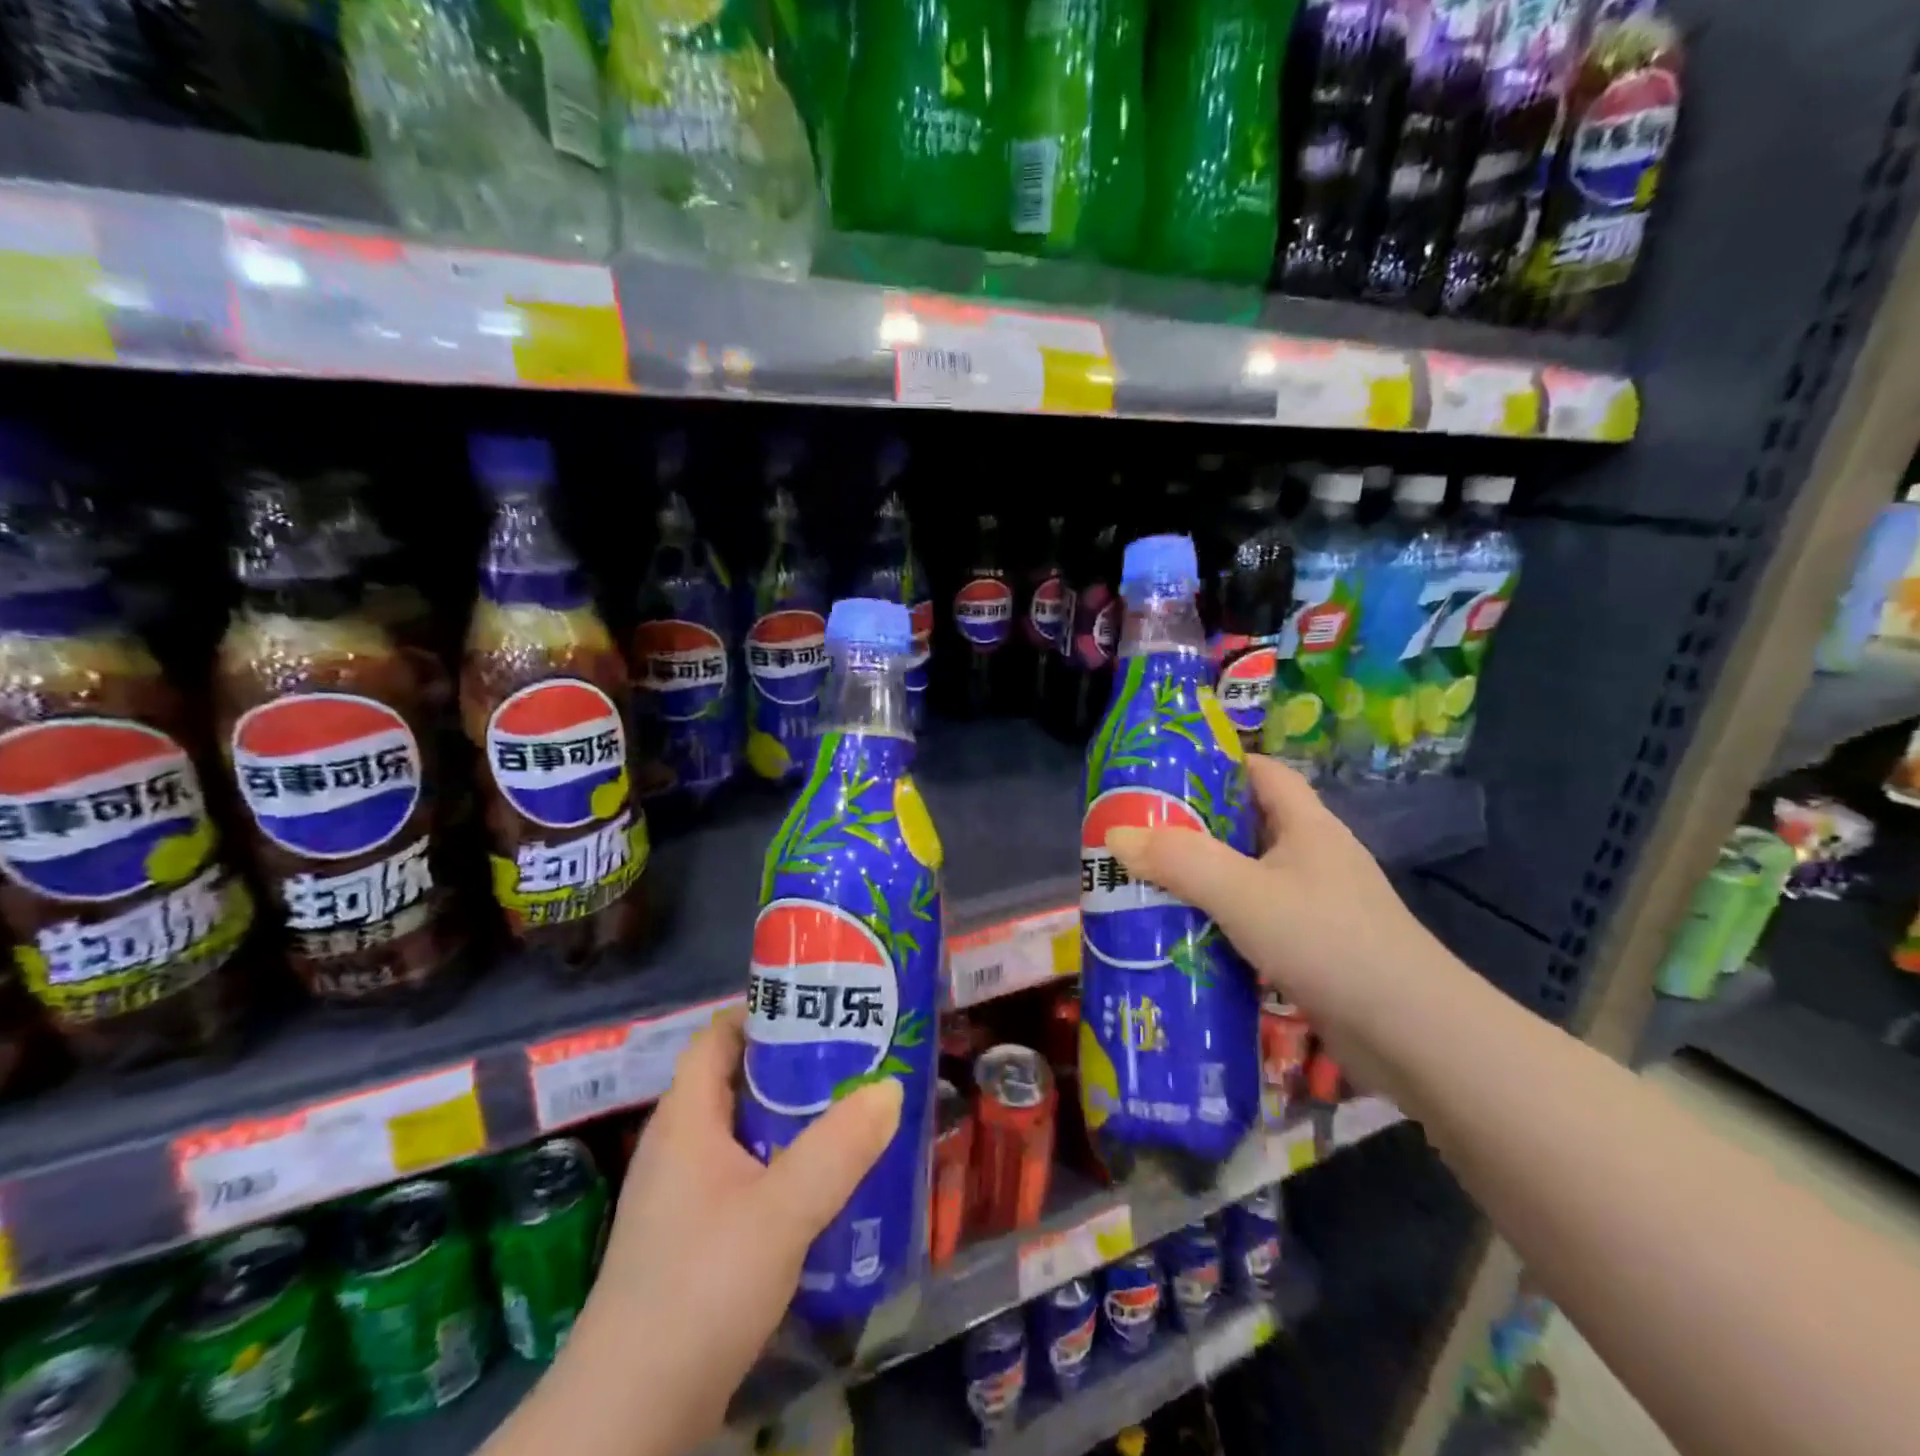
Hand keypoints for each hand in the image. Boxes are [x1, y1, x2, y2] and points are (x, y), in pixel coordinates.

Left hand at [584, 1009, 901, 1448]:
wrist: (629, 1418)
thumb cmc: (700, 1288)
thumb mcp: (782, 1210)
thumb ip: (839, 1147)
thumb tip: (890, 1088)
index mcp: (687, 1117)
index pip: (719, 1035)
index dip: (766, 1011)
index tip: (822, 1006)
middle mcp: (680, 1145)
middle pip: (739, 1080)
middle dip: (796, 1066)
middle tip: (857, 1059)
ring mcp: (684, 1195)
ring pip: (747, 1133)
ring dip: (796, 1121)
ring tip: (854, 1113)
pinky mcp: (695, 1239)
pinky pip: (747, 1177)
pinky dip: (785, 1167)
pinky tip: (827, 1186)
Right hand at [1104, 754, 1454, 1087]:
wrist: (1415, 1037)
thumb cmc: (1329, 942)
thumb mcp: (1243, 893)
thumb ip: (1179, 861)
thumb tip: (1116, 835)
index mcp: (1306, 825)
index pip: (1261, 772)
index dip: (1215, 763)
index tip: (1162, 773)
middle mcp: (1313, 857)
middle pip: (1246, 825)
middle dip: (1193, 827)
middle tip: (1138, 834)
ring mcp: (1317, 905)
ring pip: (1248, 877)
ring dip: (1203, 880)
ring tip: (1147, 884)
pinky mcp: (1316, 949)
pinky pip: (1256, 920)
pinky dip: (1221, 922)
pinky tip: (1185, 937)